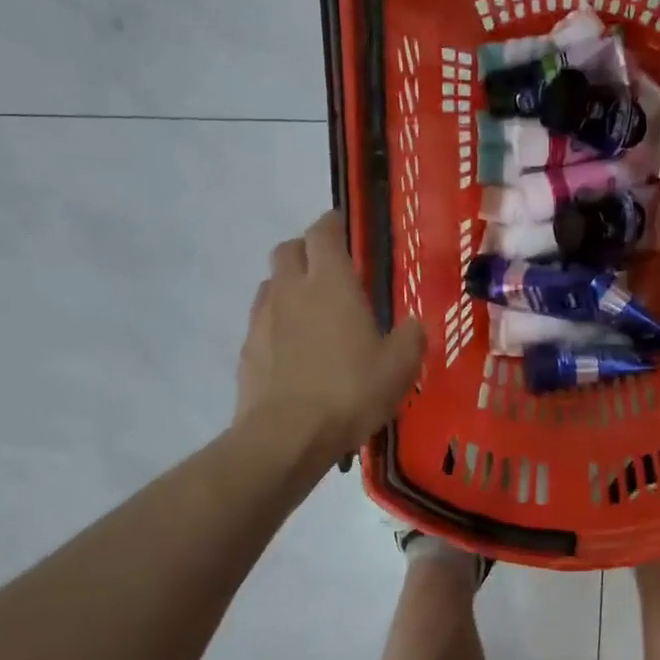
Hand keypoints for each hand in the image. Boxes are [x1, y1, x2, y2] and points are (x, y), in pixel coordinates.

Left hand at [237, 212, 424, 457]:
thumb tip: (412, 324)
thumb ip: (410, 337)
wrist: (287, 435)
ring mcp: (262, 318)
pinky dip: (277, 322)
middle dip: (306, 251)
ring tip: (312, 311)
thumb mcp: (400, 366)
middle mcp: (291, 289)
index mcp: (330, 282)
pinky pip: (262, 320)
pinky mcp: (247, 348)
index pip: (323, 232)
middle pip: (288, 249)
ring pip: (271, 283)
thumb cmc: (351, 391)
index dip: (332, 224)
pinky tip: (294, 349)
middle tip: (329, 270)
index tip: (342, 228)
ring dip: (289, 286)